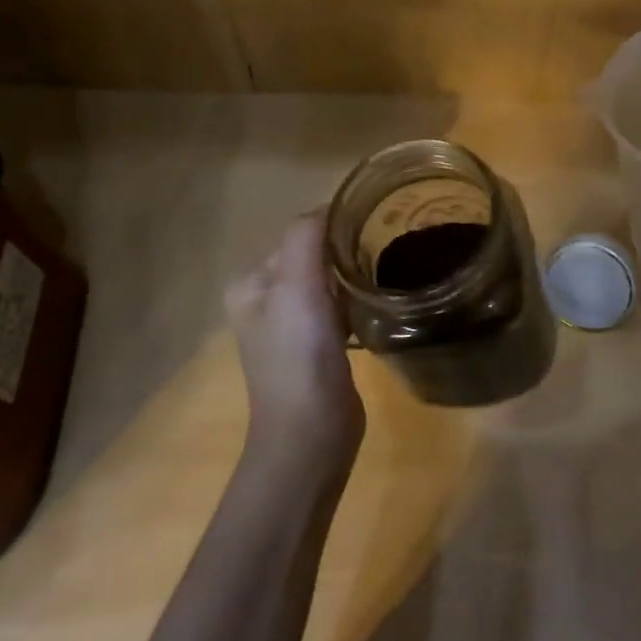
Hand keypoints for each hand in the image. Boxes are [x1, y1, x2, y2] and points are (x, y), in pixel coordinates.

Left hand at [224, 214, 363, 463]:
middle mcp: (266, 300)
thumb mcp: (296, 286)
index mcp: (251, 282)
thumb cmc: (299, 355)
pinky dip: (358, 301)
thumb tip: (331, 206)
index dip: (335, 226)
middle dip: (347, 249)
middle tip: (389, 244)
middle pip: (315, 256)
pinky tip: (380, 301)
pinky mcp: (318, 347)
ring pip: (330, 282)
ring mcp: (293, 326)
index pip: (299, 234)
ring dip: (355, 274)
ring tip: (388, 268)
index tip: (376, 223)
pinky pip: (341, 308)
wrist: (311, 434)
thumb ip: (307, 237)